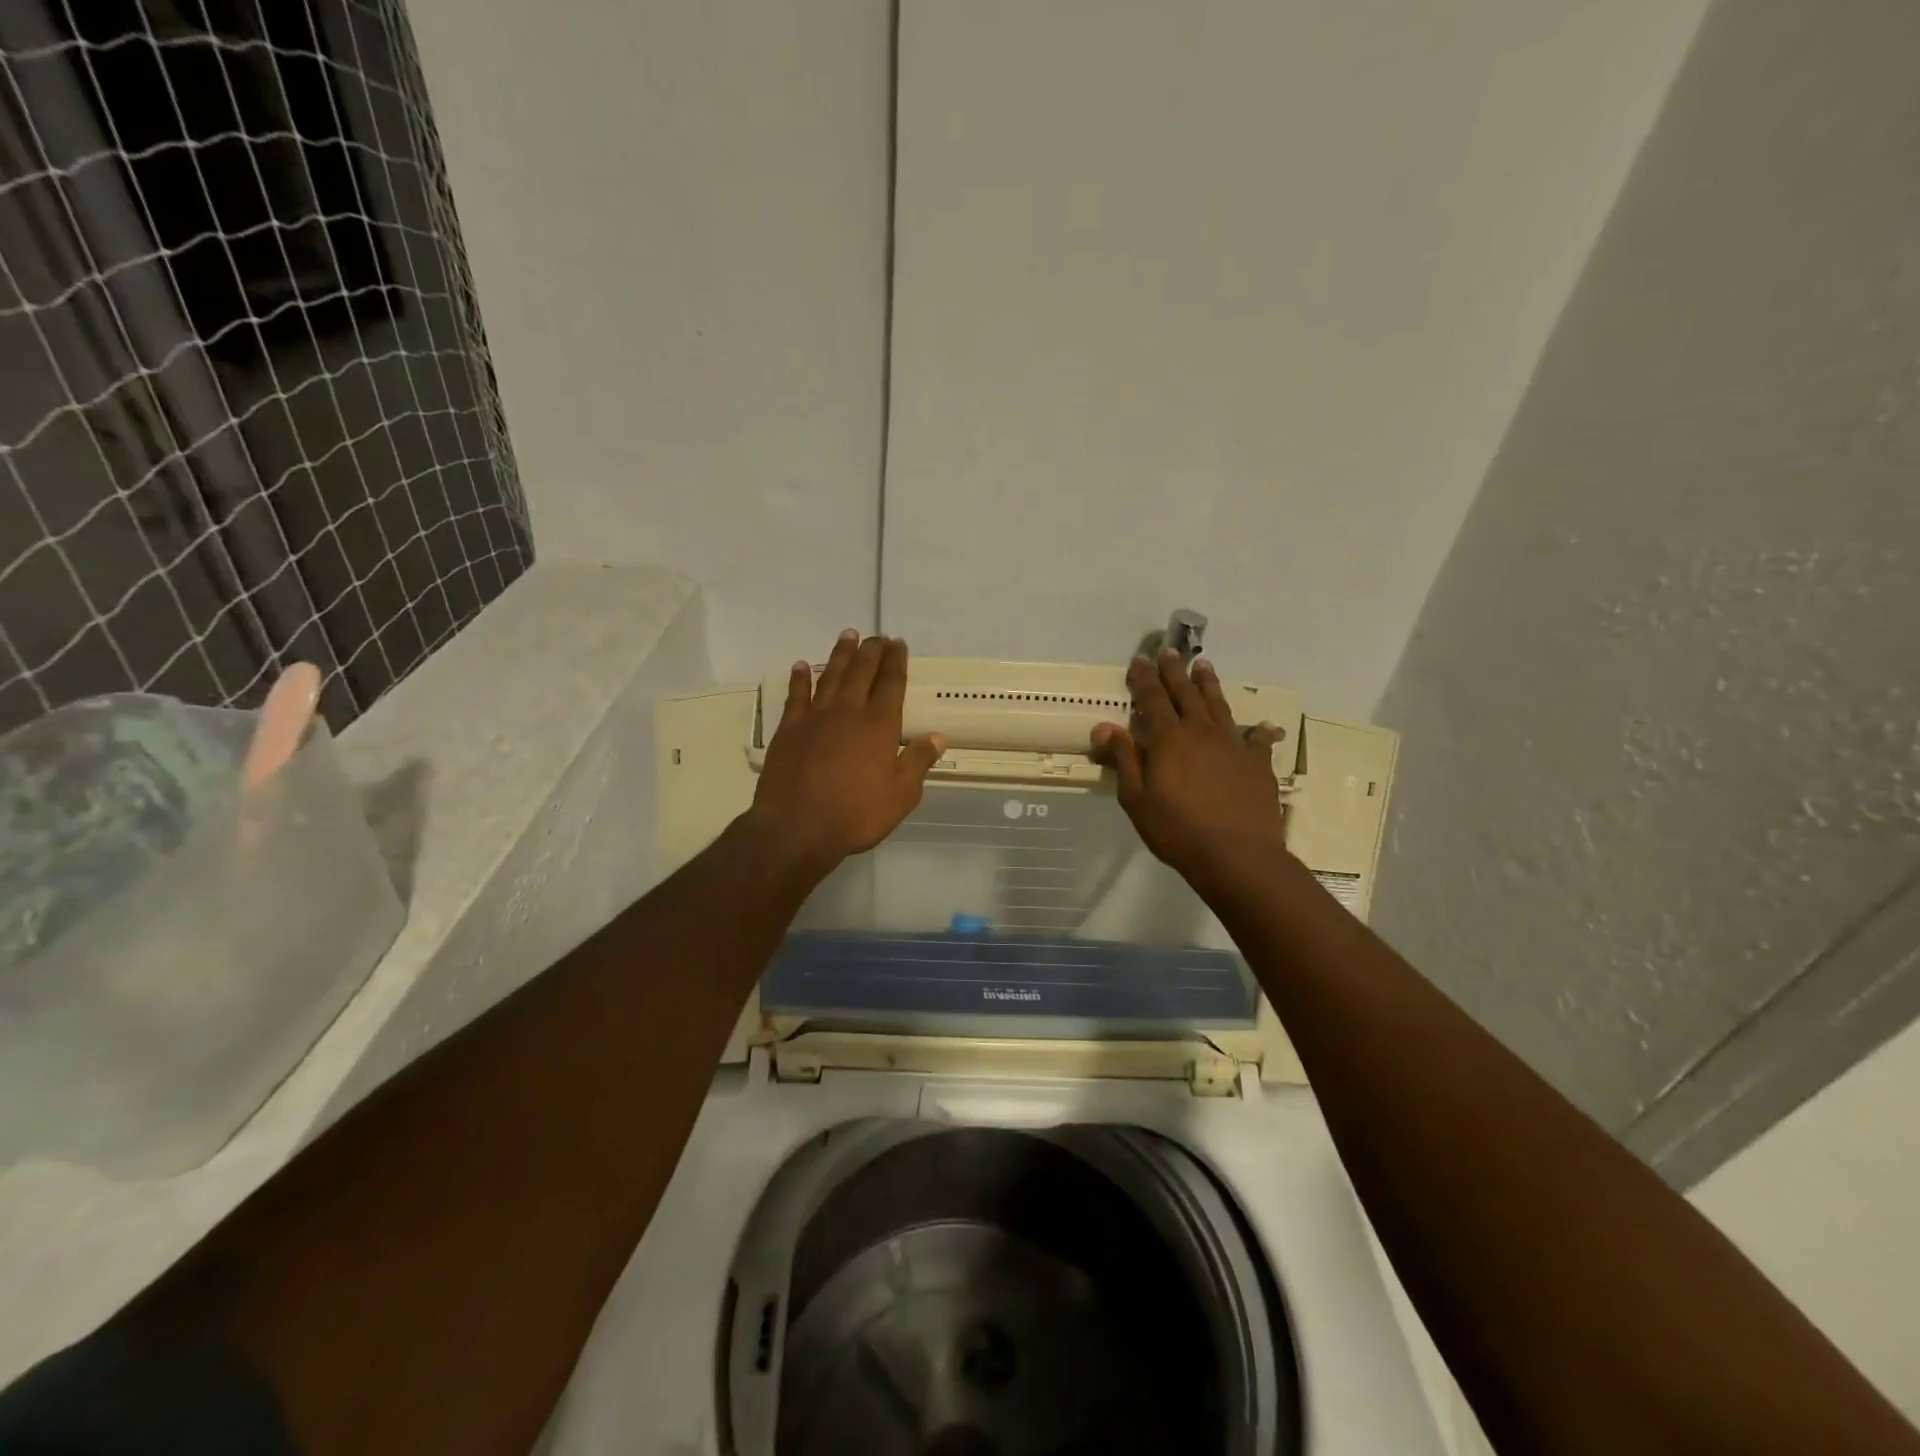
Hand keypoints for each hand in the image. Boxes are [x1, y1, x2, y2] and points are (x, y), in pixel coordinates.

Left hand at [747, 631, 945, 874]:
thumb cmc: (856, 814)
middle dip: (872, 651)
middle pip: (862, 671)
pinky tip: (802, 666)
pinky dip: (800, 678)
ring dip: (840, 654)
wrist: (797, 828)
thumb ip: (918, 762)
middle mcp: (848, 711)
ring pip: (830, 675)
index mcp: (879, 725)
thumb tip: (938, 736)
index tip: (898, 644)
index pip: (891, 683)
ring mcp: (815, 717)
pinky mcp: (789, 729)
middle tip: (877, 636)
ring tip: (848, 635)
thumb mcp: (900, 795)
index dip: (896, 661)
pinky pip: (796, 695)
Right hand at [1090, 651, 1288, 881]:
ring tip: (1204, 666)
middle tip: (1170, 652)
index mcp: (1168, 739)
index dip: (1145, 678)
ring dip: (1209, 685)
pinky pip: (1257, 740)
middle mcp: (1201, 732)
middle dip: (1175, 672)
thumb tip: (1103, 726)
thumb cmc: (1177, 830)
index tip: (1140, 659)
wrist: (1237, 855)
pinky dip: (1258, 731)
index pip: (1152, 699)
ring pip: (1219, 706)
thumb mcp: (1136, 799)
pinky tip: (1262, 726)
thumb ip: (1123, 759)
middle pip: (1186, 694)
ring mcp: (1233, 745)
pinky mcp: (1258, 763)